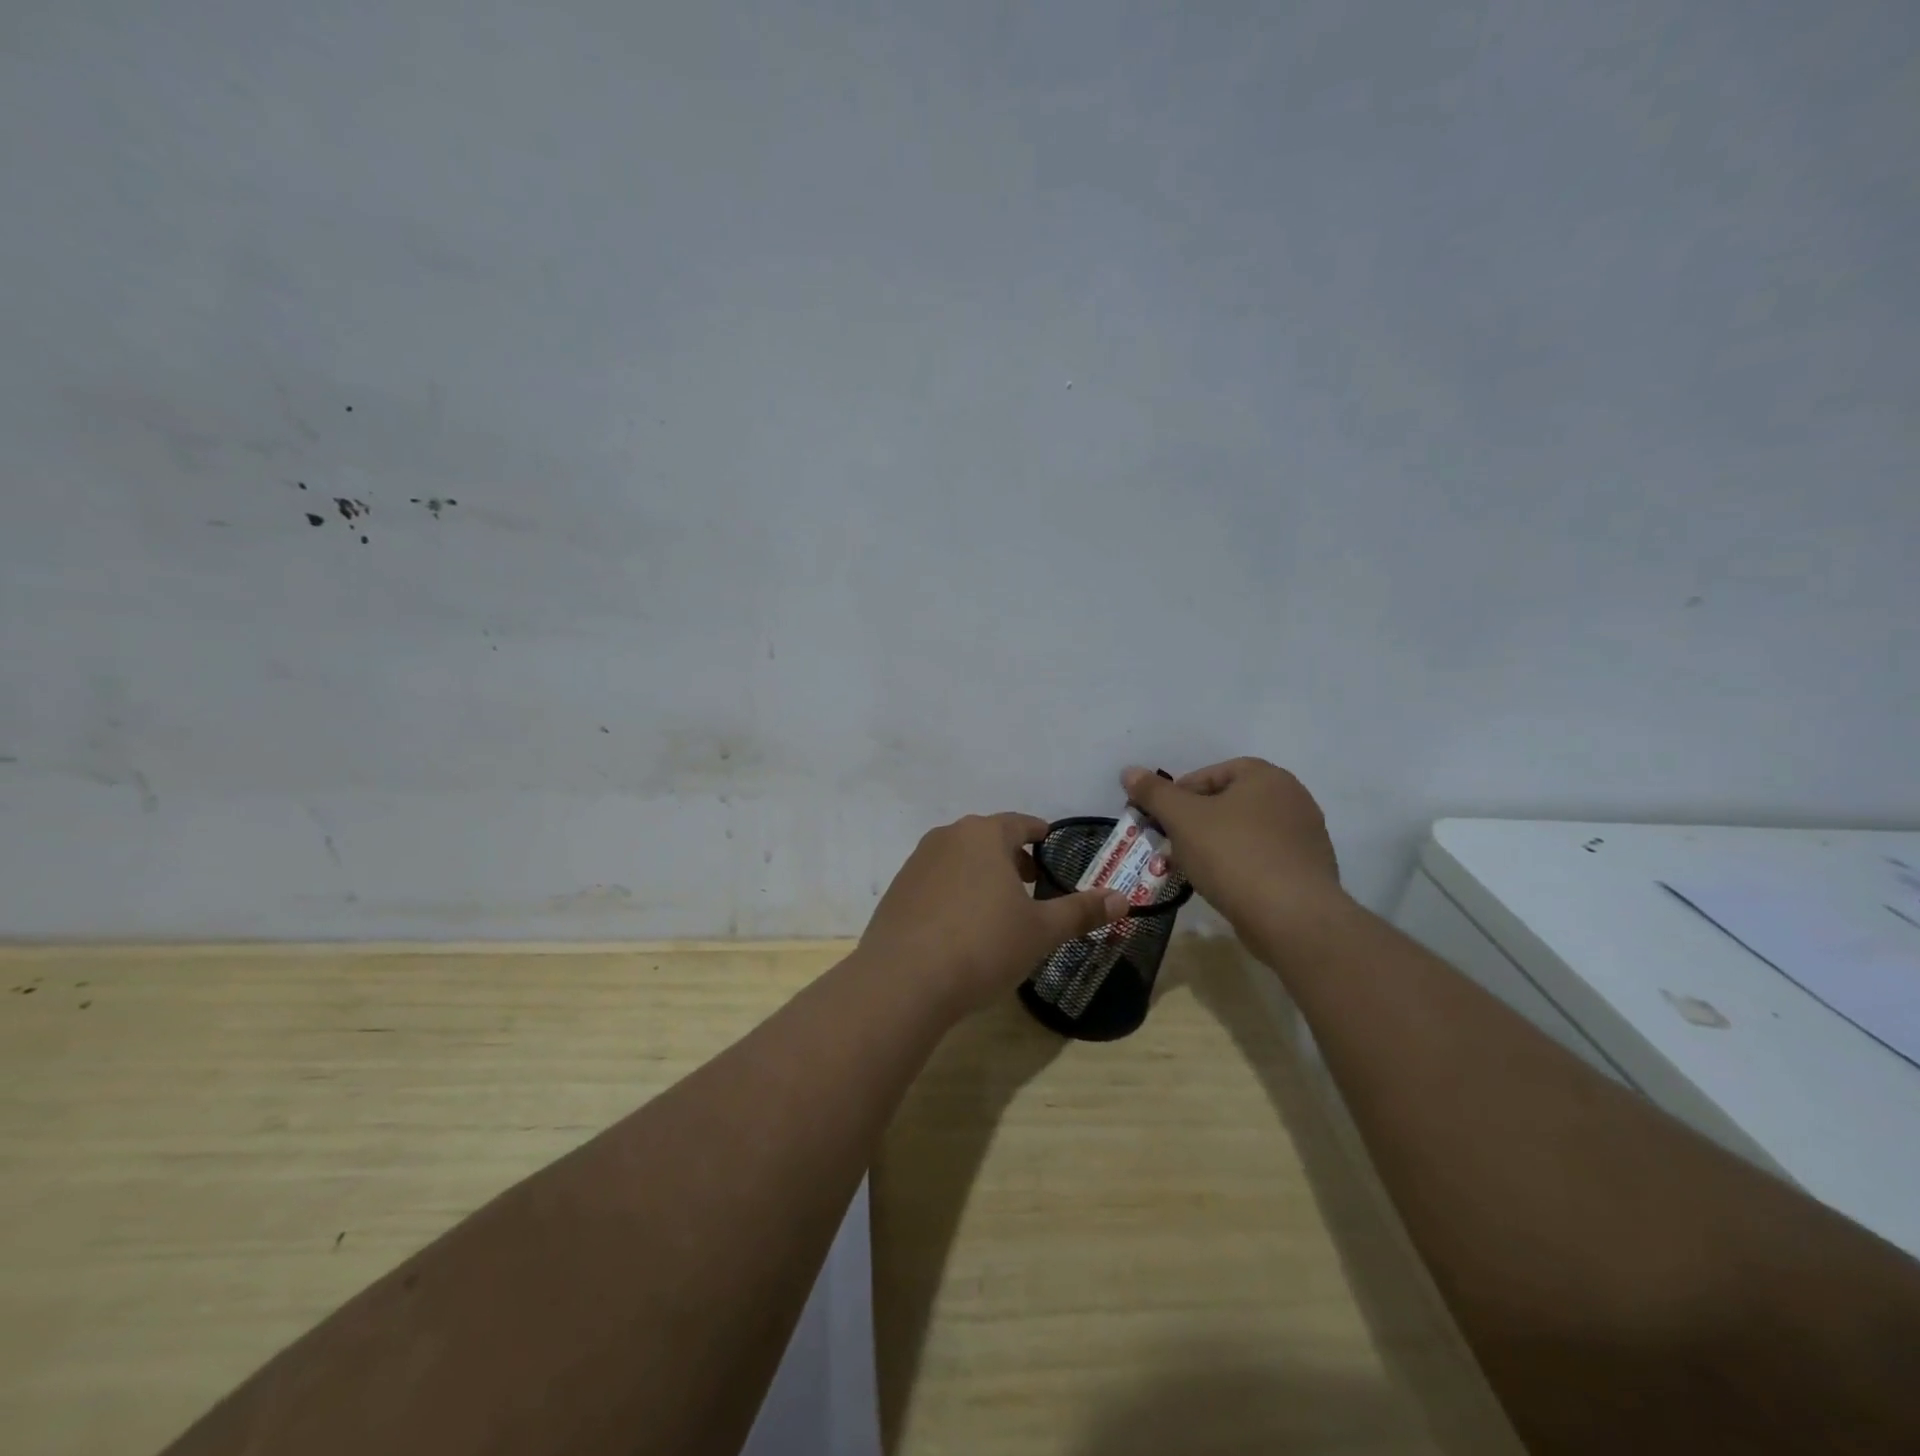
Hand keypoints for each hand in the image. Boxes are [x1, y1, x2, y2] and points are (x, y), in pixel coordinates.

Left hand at [859, 813, 1129, 1016]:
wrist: (904, 980)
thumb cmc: (983, 946)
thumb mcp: (1041, 931)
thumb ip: (1081, 911)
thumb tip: (1123, 899)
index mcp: (984, 835)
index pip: (1019, 823)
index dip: (1037, 833)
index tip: (1048, 842)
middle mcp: (947, 838)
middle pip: (986, 838)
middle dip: (1011, 856)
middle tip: (1031, 880)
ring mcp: (917, 863)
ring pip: (959, 858)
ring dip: (981, 873)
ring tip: (998, 904)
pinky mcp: (897, 891)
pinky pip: (936, 881)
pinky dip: (954, 892)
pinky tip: (961, 925)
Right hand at [1121, 759, 1344, 933]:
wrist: (1291, 917)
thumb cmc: (1232, 855)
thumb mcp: (1182, 819)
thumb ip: (1154, 793)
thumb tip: (1129, 771)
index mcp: (1265, 776)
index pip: (1209, 774)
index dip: (1177, 796)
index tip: (1159, 821)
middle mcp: (1292, 797)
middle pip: (1227, 803)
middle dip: (1194, 823)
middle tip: (1170, 845)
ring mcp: (1305, 835)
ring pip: (1243, 832)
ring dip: (1214, 845)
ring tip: (1191, 869)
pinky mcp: (1308, 870)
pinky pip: (1262, 858)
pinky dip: (1239, 866)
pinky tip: (1222, 886)